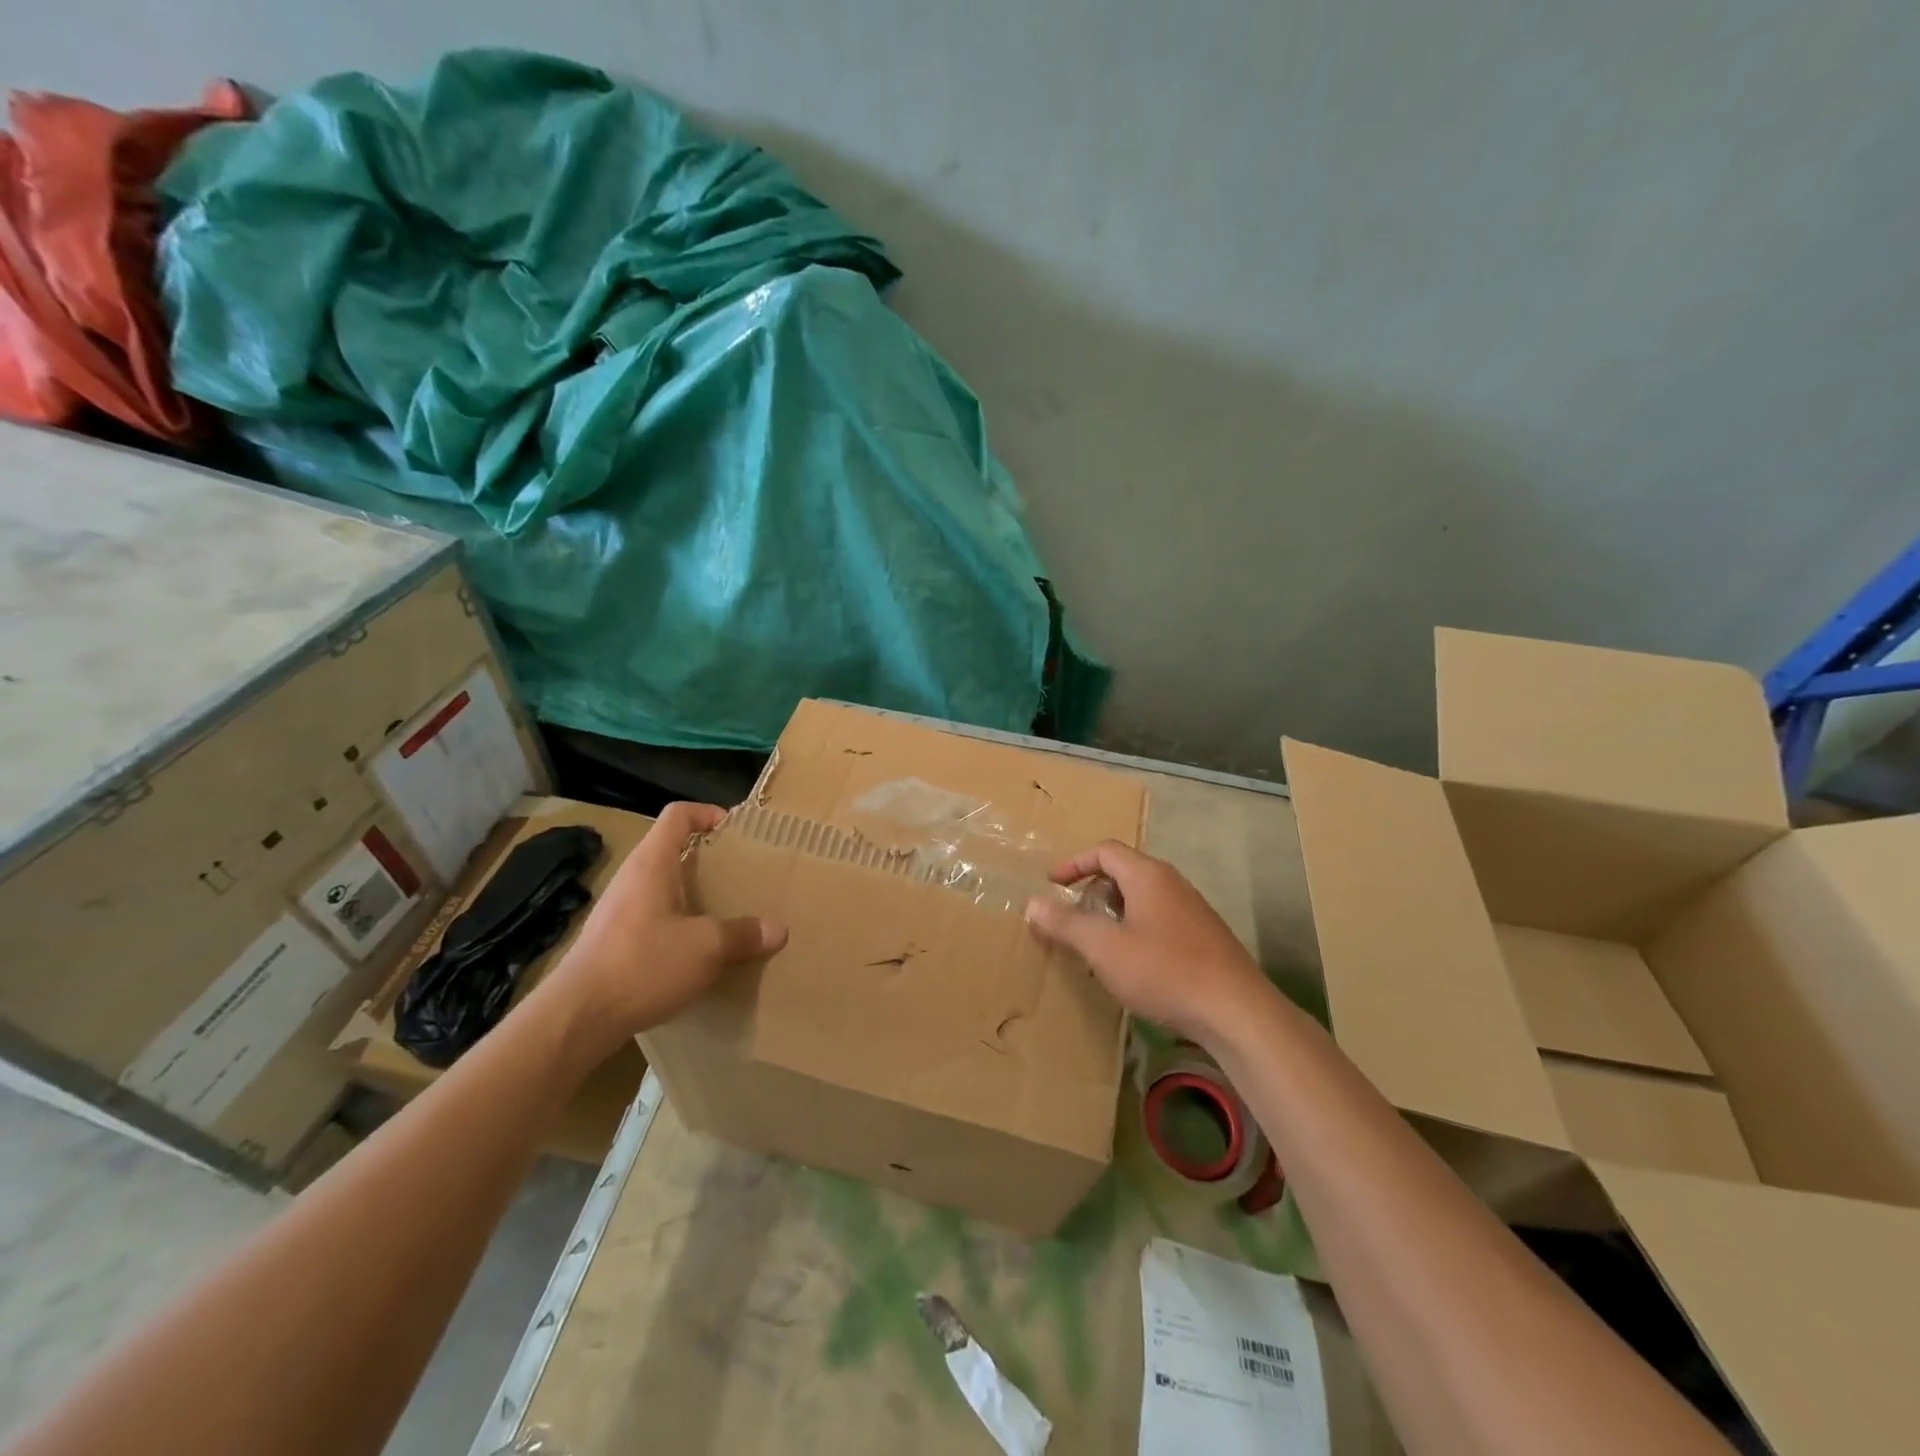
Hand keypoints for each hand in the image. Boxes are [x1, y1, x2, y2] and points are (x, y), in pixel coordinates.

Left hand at [537, 802, 786, 1059]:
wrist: (576, 1019)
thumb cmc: (643, 964)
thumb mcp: (706, 948)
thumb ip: (743, 934)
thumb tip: (778, 929)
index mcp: (652, 864)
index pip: (678, 815)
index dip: (708, 813)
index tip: (737, 831)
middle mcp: (632, 879)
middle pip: (672, 851)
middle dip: (708, 860)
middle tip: (740, 876)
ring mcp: (618, 911)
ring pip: (663, 888)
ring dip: (693, 896)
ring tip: (725, 915)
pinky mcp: (612, 942)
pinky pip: (653, 919)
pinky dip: (678, 926)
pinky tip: (696, 952)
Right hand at [1024, 841, 1268, 1044]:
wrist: (1237, 1012)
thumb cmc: (1165, 972)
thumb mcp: (1105, 948)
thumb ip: (1067, 924)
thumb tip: (1033, 903)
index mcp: (1148, 876)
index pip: (1105, 851)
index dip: (1074, 863)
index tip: (1052, 884)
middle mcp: (1172, 883)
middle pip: (1125, 871)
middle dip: (1092, 888)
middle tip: (1071, 915)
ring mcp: (1193, 910)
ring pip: (1142, 897)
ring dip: (1113, 911)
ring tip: (1096, 941)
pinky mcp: (1204, 937)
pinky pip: (1159, 919)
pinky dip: (1135, 928)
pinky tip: (1132, 963)